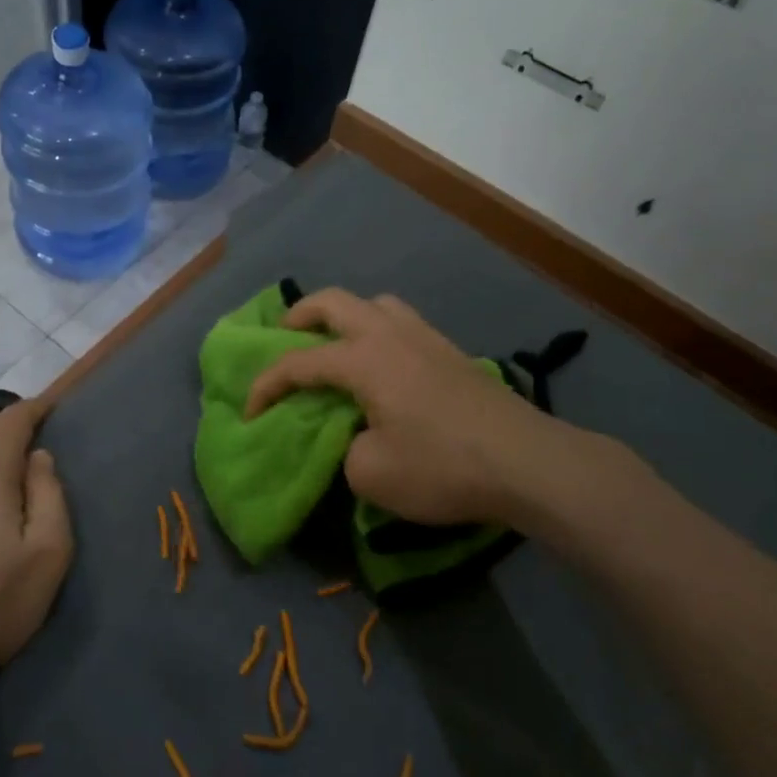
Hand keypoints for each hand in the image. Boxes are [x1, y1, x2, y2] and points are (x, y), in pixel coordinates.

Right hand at [244, 289, 616, 536]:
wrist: (527, 463)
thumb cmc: (442, 465)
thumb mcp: (371, 474)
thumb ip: (346, 450)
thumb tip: (358, 438)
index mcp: (364, 359)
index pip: (299, 363)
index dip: (265, 385)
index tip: (250, 413)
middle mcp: (391, 334)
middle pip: (334, 302)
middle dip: (299, 315)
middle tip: (283, 337)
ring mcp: (426, 338)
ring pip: (375, 304)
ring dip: (345, 316)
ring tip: (336, 345)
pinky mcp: (452, 353)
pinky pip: (402, 323)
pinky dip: (378, 331)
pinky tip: (384, 366)